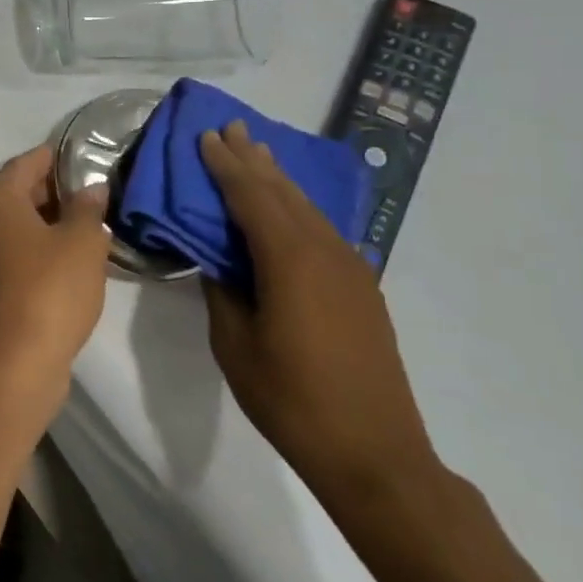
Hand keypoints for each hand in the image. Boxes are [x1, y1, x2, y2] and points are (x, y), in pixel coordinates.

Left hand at [0, 145, 111, 399]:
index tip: (83, 158)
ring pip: (13, 227)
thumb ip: (88, 208)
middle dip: (52, 192)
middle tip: (91, 195)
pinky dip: (34, 251)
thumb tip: (92, 188)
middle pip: (16, 194)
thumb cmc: (50, 288)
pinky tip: (65, 262)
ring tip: (84, 227)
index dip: (55, 158)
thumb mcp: (83, 242)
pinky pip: (10, 255)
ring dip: (44, 224)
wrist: (14, 361)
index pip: (26, 163)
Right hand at [198, 122, 442, 508]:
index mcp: (289, 259)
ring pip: (307, 208)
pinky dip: (298, 208)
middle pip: (283, 192)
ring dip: (279, 179)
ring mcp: (350, 268)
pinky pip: (323, 230)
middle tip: (232, 127)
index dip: (226, 165)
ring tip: (258, 153)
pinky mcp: (362, 288)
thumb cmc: (292, 399)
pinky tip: (292, 207)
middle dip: (254, 159)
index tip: (206, 136)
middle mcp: (325, 251)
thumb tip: (216, 258)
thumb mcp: (235, 344)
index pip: (251, 196)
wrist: (375, 453)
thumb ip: (222, 290)